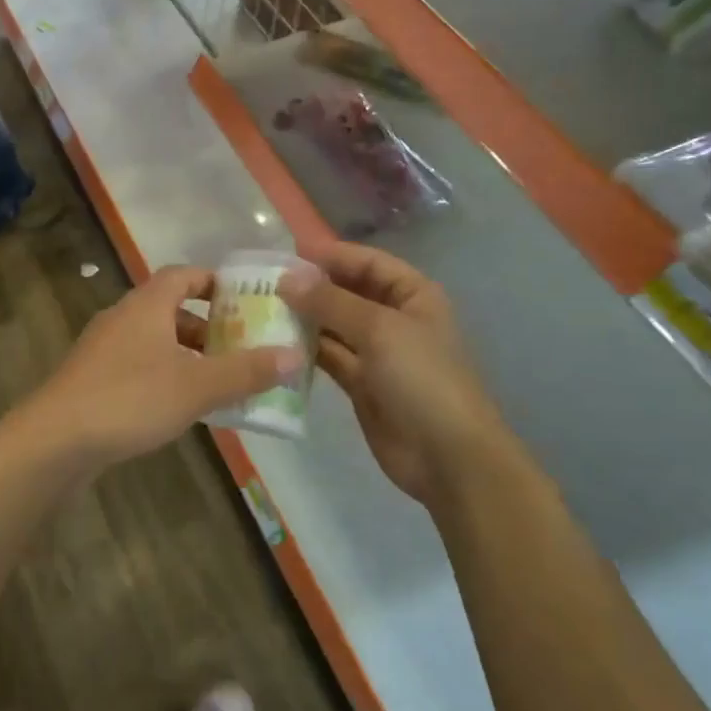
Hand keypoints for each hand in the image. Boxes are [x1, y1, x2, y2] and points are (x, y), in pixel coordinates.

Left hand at [17, 266, 300, 472]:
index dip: (215, 282)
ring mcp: (103, 348)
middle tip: (241, 346)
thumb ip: (246, 371)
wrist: (53, 440)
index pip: (185, 274)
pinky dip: (165, 374)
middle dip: (208, 325)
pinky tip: (180, 406)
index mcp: (147, 304)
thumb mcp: (197, 386)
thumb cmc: (129, 399)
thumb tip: (295, 355)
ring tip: (218, 380)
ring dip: (187, 354)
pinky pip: (138, 365)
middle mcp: (123, 317)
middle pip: (172, 308)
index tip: (245, 300)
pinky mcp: (92, 379)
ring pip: (155, 339)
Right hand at [281, 245, 505, 505]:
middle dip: (312, 286)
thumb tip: (287, 277)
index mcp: (412, 294)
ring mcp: (377, 352)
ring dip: (304, 317)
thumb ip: (331, 301)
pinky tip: (276, 342)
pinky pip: (329, 356)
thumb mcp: (379, 329)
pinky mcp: (361, 383)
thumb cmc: (422, 379)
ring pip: (335, 325)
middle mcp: (394, 318)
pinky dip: (306, 349)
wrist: (448, 457)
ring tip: (262, 308)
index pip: (367, 262)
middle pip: (348, 291)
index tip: (286, 253)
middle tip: (265, 281)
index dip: (330, 255)